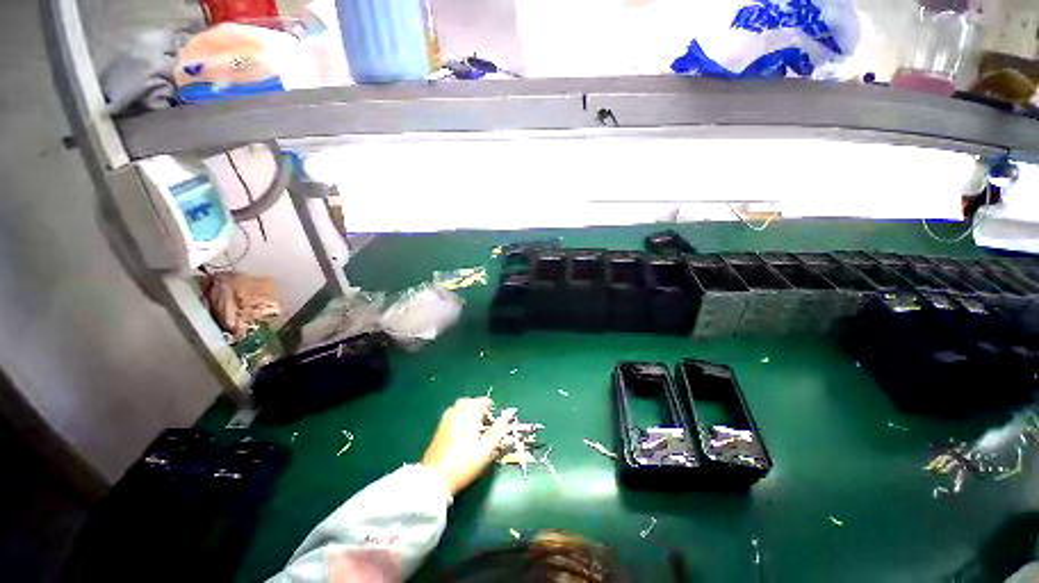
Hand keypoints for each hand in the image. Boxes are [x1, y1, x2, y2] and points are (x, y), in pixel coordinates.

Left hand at [421, 397, 513, 495]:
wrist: (434, 479)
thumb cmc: (464, 464)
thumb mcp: (485, 450)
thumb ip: (497, 431)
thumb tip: (507, 417)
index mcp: (469, 416)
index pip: (481, 402)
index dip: (489, 405)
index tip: (493, 412)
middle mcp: (456, 414)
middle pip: (468, 401)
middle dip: (477, 404)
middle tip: (485, 414)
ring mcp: (445, 421)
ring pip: (458, 406)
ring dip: (468, 408)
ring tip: (474, 420)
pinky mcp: (438, 429)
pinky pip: (451, 413)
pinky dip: (459, 414)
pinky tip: (461, 427)